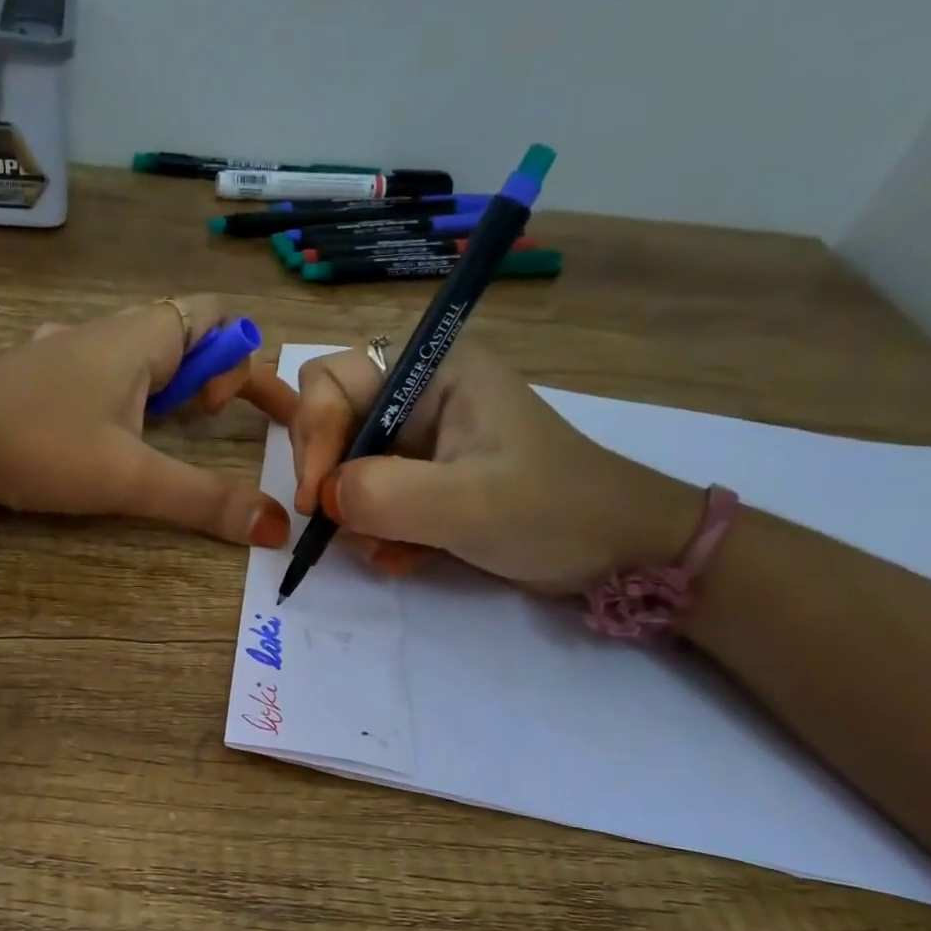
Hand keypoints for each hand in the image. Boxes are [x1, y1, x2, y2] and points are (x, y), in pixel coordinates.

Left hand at [0, 295, 297, 545]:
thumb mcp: (131, 478)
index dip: (242, 360)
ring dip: (164, 387)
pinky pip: (99, 372)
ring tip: (160, 433)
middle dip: (208, 375)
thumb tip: (277, 528)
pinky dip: (122, 396)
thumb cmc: (40, 444)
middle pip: (182, 332)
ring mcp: (65, 351)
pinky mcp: (36, 375)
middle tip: (204, 423)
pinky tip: (100, 431)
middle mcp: (107, 331)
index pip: (217, 316)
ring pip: (137, 354)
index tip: (227, 416)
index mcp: (141, 337)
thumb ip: (205, 501)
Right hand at [289, 343, 702, 590]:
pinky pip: (370, 500)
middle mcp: (419, 398)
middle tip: (344, 527)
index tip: (318, 498)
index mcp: (433, 372)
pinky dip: (376, 533)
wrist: (617, 553)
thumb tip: (325, 498)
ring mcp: (421, 442)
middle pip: (331, 424)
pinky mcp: (424, 481)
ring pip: (346, 470)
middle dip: (332, 480)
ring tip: (390, 551)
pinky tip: (405, 558)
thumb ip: (384, 494)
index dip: (313, 434)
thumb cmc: (553, 511)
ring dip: (355, 517)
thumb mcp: (467, 503)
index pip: (332, 380)